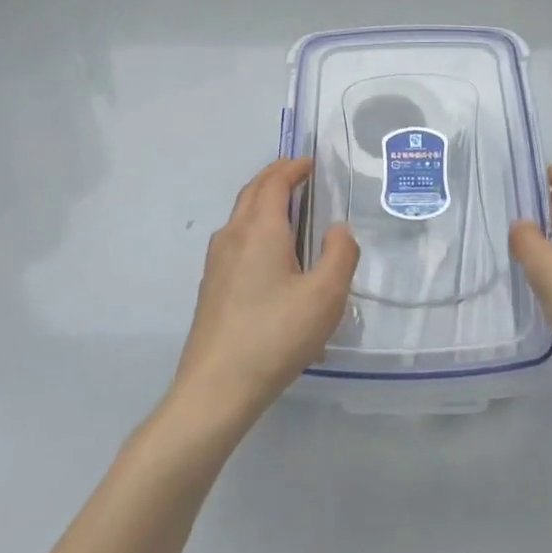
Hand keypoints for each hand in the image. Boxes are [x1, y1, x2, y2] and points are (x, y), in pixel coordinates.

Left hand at [173, 158, 359, 425]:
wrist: (216, 389)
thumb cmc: (275, 335)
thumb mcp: (325, 296)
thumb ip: (340, 254)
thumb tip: (337, 229)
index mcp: (261, 229)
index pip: (275, 181)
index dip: (294, 167)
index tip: (312, 163)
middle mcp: (233, 235)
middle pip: (252, 192)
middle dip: (276, 177)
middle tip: (301, 176)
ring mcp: (217, 262)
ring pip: (240, 216)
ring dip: (263, 201)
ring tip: (289, 210)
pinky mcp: (212, 287)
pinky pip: (235, 239)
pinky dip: (254, 226)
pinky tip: (270, 255)